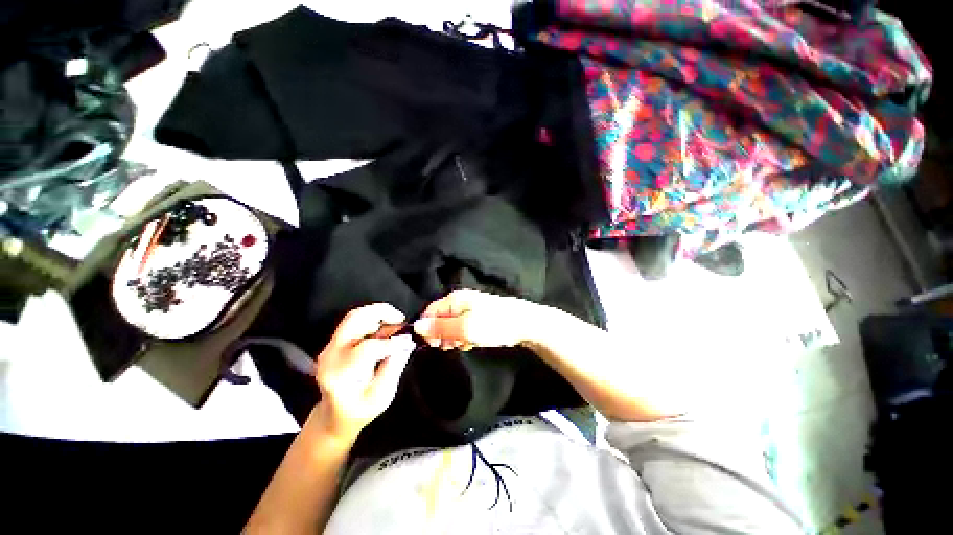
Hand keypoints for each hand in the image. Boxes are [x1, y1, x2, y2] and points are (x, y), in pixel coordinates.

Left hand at [313, 304, 415, 441]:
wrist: (333, 417)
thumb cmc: (359, 412)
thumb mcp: (382, 397)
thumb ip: (394, 367)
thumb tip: (406, 343)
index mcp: (340, 375)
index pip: (367, 348)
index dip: (392, 342)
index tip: (408, 341)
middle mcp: (330, 356)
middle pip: (354, 320)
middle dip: (381, 312)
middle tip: (401, 318)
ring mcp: (330, 347)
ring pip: (354, 317)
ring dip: (377, 314)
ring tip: (396, 321)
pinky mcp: (335, 343)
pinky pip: (355, 322)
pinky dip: (373, 319)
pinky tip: (387, 326)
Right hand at [413, 290, 538, 349]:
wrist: (524, 324)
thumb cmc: (493, 324)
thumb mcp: (464, 328)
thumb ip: (440, 328)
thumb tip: (416, 325)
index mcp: (454, 299)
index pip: (429, 312)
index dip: (428, 329)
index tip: (434, 344)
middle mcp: (459, 301)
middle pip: (439, 319)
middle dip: (442, 335)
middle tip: (454, 345)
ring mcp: (469, 309)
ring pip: (451, 326)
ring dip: (454, 338)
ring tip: (465, 343)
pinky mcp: (478, 317)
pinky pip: (463, 328)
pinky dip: (464, 337)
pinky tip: (472, 342)